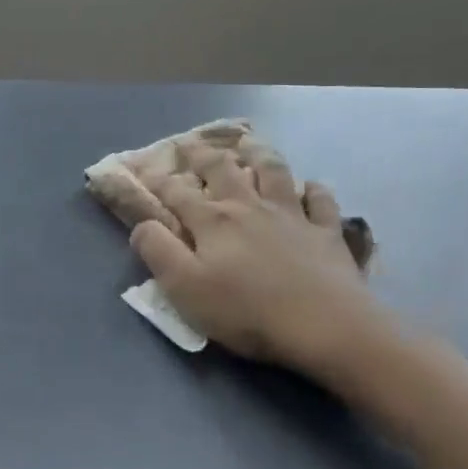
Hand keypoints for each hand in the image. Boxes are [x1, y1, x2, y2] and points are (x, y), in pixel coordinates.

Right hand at [132, 151, 388, 379]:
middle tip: (192, 143)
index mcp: (213, 221)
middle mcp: (249, 207)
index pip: (178, 193)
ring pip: (273, 172)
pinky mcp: (325, 232)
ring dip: (258, 154)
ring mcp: (291, 215)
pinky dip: (313, 190)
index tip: (147, 171)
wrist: (325, 325)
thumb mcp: (185, 287)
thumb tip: (142, 225)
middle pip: (223, 170)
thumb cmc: (247, 311)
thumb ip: (158, 251)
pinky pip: (320, 201)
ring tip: (249, 145)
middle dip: (203, 155)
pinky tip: (310, 187)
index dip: (159, 181)